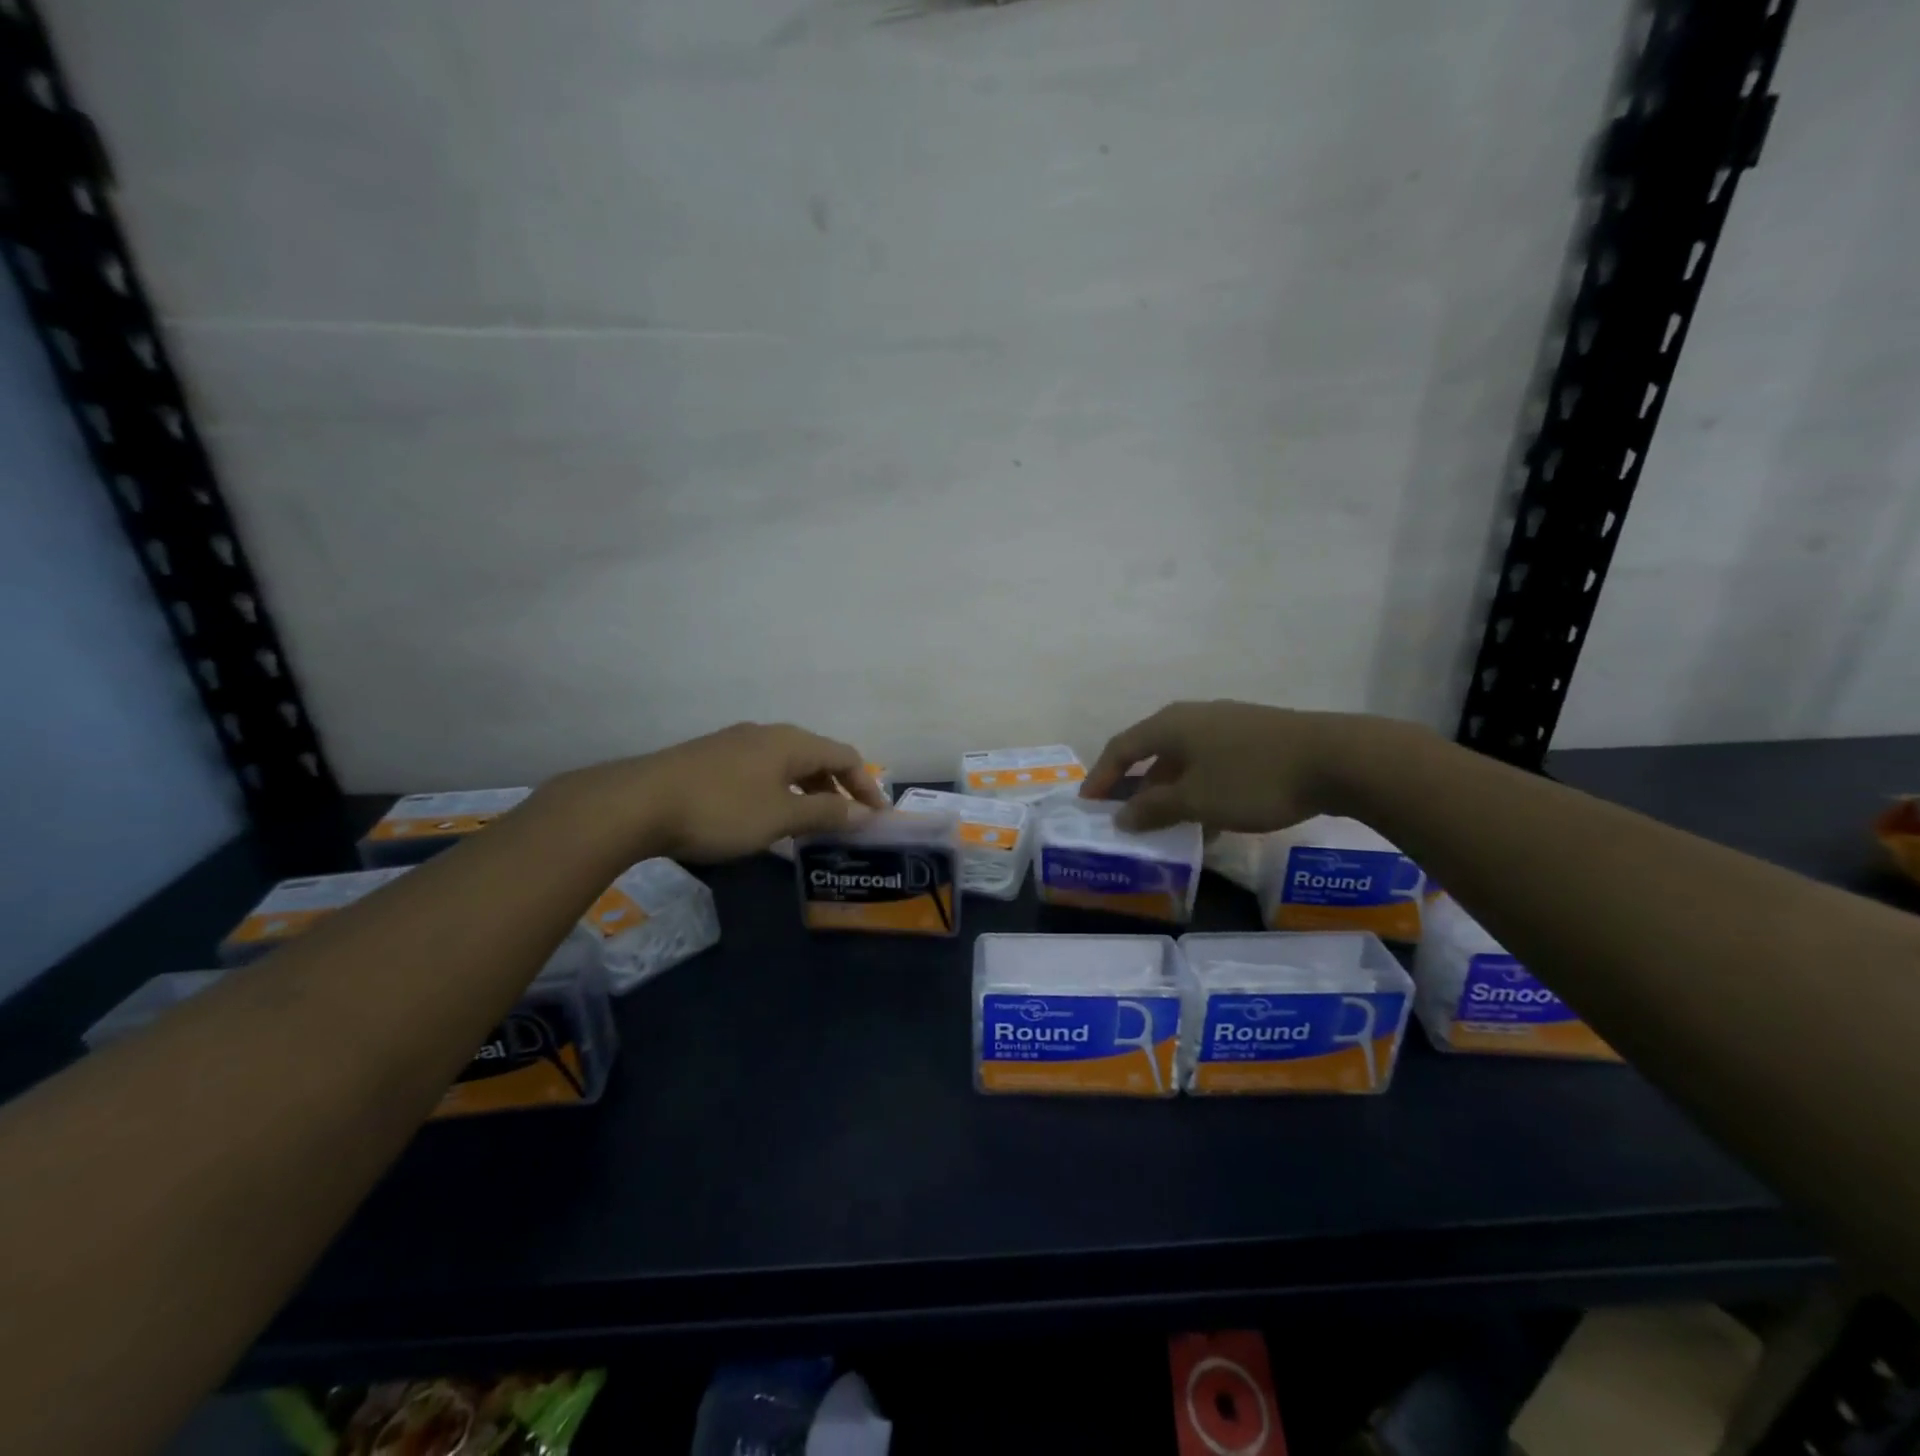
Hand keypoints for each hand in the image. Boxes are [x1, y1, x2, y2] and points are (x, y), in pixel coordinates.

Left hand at [546, 723, 889, 862]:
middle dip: (837, 789)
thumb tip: (863, 814)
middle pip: (816, 757)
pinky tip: (766, 817)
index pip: (845, 756)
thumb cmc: (721, 810)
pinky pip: (761, 771)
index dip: (866, 785)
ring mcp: (735, 744)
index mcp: (791, 742)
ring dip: (807, 792)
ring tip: (809, 824)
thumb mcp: (780, 817)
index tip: (877, 816)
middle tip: (846, 823)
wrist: (637, 803)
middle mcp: (766, 734)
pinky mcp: (710, 759)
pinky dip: (779, 792)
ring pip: (786, 765)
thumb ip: (825, 814)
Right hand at [1081, 700, 1418, 833]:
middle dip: (1134, 785)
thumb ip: (1154, 808)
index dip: (1100, 776)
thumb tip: (1122, 815)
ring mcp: (1226, 724)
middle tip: (1123, 814)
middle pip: (1151, 751)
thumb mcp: (1196, 800)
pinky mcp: (1254, 737)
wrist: (1337, 759)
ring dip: (1168, 791)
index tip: (1087, 804)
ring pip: (1183, 759)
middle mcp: (1193, 717)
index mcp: (1171, 725)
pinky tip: (1209, 818)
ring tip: (1164, 824)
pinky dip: (1198, 788)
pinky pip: (1211, 763)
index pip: (1121, 748)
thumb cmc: (1252, 779)